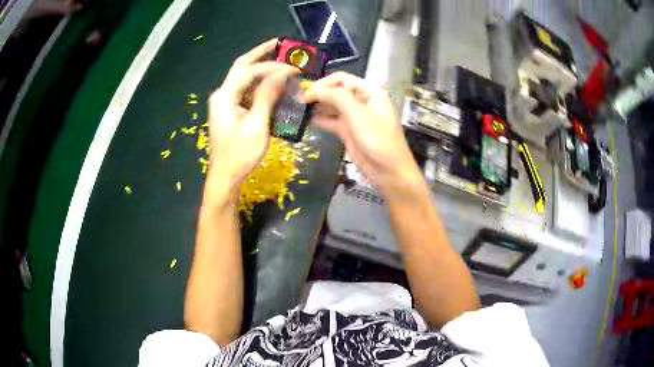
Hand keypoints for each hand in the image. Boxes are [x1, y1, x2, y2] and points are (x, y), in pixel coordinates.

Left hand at [207, 39, 297, 191]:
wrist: (225, 176)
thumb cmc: (240, 155)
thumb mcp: (256, 125)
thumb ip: (267, 97)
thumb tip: (281, 74)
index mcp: (225, 97)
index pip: (249, 71)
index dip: (272, 67)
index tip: (293, 68)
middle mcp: (222, 94)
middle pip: (241, 67)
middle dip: (260, 54)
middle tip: (279, 44)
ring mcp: (225, 102)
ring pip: (244, 78)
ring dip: (262, 69)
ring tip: (281, 62)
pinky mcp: (230, 109)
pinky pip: (246, 90)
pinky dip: (260, 84)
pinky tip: (274, 83)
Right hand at [301, 72, 421, 191]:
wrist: (388, 172)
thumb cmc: (377, 139)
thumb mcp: (357, 113)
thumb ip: (336, 97)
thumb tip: (313, 89)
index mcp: (369, 91)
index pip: (342, 79)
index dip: (323, 83)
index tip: (305, 91)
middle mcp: (361, 101)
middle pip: (335, 92)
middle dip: (318, 94)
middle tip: (297, 100)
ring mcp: (354, 117)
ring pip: (332, 106)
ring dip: (317, 107)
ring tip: (297, 110)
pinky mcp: (348, 132)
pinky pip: (331, 121)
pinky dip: (319, 120)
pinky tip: (305, 121)